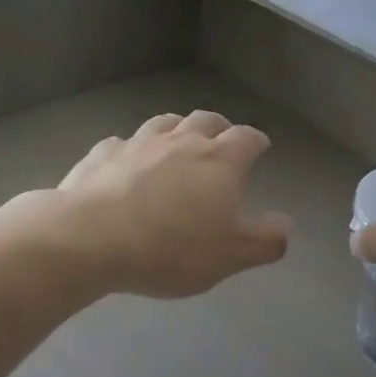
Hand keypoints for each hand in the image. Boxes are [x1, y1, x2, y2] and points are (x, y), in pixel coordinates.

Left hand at [54, 110, 291, 297]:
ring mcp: (139, 143)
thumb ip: (264, 241)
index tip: (260, 147)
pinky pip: (123, 143)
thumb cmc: (170, 249)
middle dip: (220, 127)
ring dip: (178, 129)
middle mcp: (182, 141)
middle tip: (222, 140)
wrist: (90, 239)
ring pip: (165, 123)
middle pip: (207, 120)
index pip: (246, 138)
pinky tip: (127, 163)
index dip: (256, 141)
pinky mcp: (103, 153)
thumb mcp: (229, 256)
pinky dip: (132, 149)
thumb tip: (286, 224)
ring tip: (179, 142)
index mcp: (220, 160)